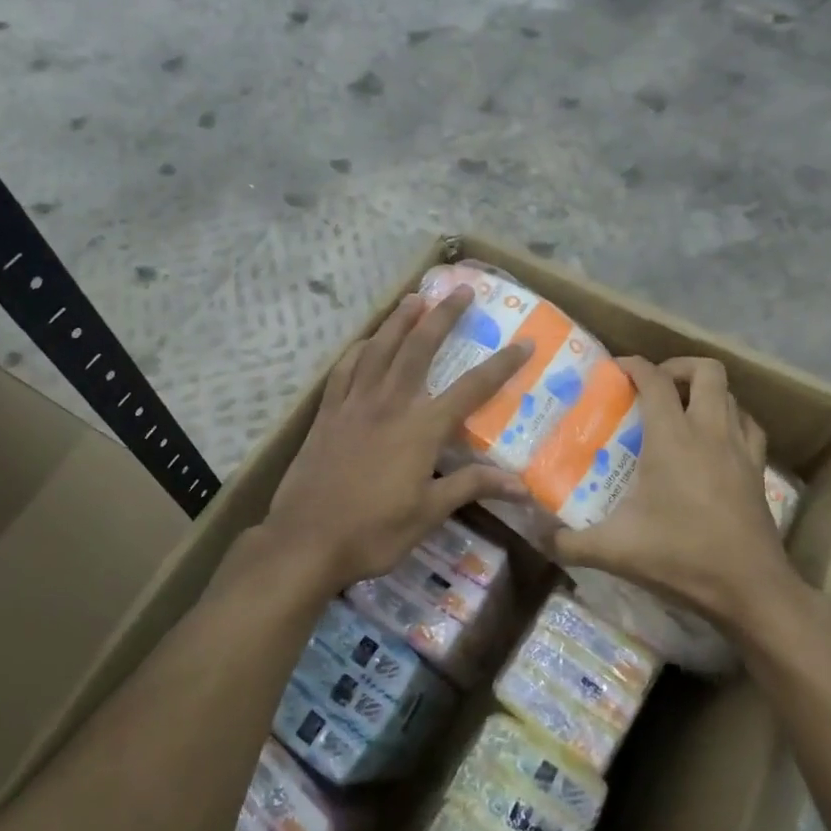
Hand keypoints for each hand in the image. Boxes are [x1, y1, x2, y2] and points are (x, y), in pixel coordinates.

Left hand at [260, 287, 531, 600]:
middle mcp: (389, 405)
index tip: (524, 343)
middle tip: (460, 290)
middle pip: (419, 349)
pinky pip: (344, 370)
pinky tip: (365, 341)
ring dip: (399, 321)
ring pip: (379, 349)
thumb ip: (471, 487)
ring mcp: (354, 405)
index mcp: (420, 429)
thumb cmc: (373, 532)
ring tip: (414, 297)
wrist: (306, 540)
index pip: (471, 390)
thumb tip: (522, 485)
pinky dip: (358, 350)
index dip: (501, 365)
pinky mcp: (327, 414)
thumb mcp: (429, 513)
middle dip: (443, 316)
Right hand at [549, 356, 803, 634]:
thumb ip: (568, 541)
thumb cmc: (680, 557)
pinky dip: (732, 420)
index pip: (655, 380)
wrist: (749, 589)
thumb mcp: (614, 550)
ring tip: (682, 410)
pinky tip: (715, 440)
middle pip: (706, 371)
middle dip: (678, 367)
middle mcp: (710, 432)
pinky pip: (749, 427)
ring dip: (706, 392)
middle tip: (654, 386)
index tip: (615, 369)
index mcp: (673, 438)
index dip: (634, 365)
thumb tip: (536, 535)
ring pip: (732, 395)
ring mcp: (740, 449)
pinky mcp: (758, 471)